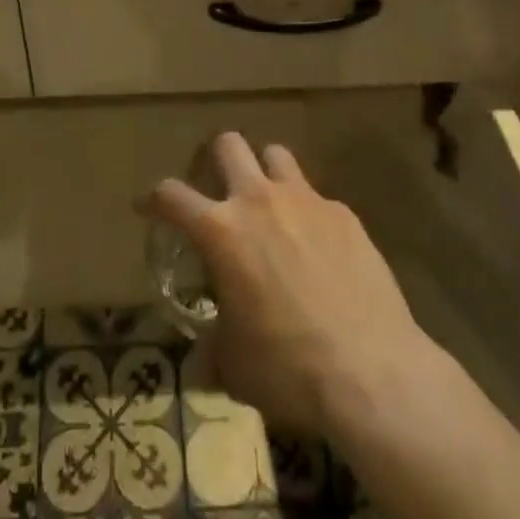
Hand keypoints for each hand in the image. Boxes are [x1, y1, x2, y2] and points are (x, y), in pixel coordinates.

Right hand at [142, 133, 435, 438]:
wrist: (372, 374)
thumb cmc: (288, 369)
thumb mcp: (234, 366)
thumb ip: (213, 345)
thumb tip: (207, 352)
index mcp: (221, 231)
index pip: (171, 194)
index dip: (152, 199)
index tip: (147, 207)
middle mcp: (259, 200)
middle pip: (227, 145)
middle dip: (214, 160)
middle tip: (216, 190)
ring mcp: (306, 201)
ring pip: (275, 154)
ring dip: (263, 173)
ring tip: (267, 205)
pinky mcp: (344, 214)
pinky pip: (316, 198)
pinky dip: (307, 213)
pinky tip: (317, 249)